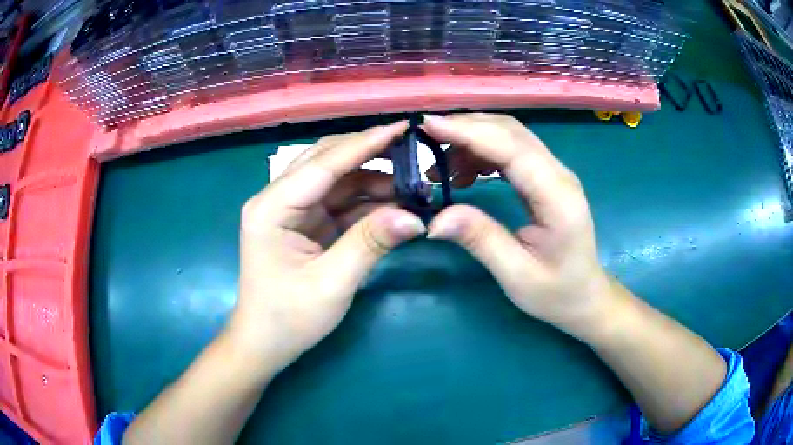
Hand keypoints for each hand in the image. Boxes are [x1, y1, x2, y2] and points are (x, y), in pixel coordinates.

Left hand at [227, 122, 426, 372]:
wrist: (266, 344)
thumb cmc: (289, 318)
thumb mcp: (332, 284)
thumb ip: (370, 243)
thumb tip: (414, 217)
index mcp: (272, 208)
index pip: (324, 164)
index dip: (365, 144)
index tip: (403, 128)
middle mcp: (278, 199)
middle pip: (327, 162)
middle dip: (370, 155)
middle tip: (412, 152)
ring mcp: (291, 210)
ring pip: (336, 180)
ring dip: (372, 180)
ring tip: (412, 184)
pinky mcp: (304, 223)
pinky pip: (339, 203)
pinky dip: (367, 202)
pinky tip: (394, 204)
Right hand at [422, 114, 613, 337]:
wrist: (585, 295)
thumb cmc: (556, 292)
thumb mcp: (516, 275)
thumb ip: (480, 240)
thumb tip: (434, 219)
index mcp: (557, 196)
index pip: (510, 147)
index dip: (468, 132)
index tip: (426, 126)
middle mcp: (558, 174)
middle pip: (510, 131)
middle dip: (464, 127)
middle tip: (423, 139)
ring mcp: (554, 172)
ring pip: (509, 136)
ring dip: (471, 138)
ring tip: (437, 164)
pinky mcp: (545, 178)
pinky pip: (511, 151)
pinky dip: (481, 152)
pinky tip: (462, 173)